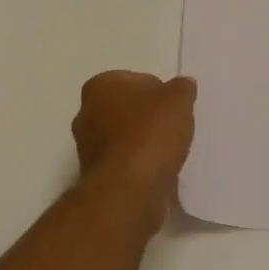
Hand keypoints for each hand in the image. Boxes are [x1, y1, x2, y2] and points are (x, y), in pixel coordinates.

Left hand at [71, 71, 197, 228]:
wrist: (129, 189)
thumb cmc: (150, 133)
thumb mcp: (178, 100)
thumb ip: (182, 88)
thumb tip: (183, 85)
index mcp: (99, 87)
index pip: (135, 80)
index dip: (159, 92)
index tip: (174, 108)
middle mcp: (85, 114)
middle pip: (127, 109)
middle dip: (148, 117)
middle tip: (172, 128)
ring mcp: (87, 147)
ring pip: (124, 137)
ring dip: (144, 142)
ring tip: (169, 152)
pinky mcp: (96, 176)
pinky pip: (124, 162)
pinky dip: (140, 164)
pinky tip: (158, 170)